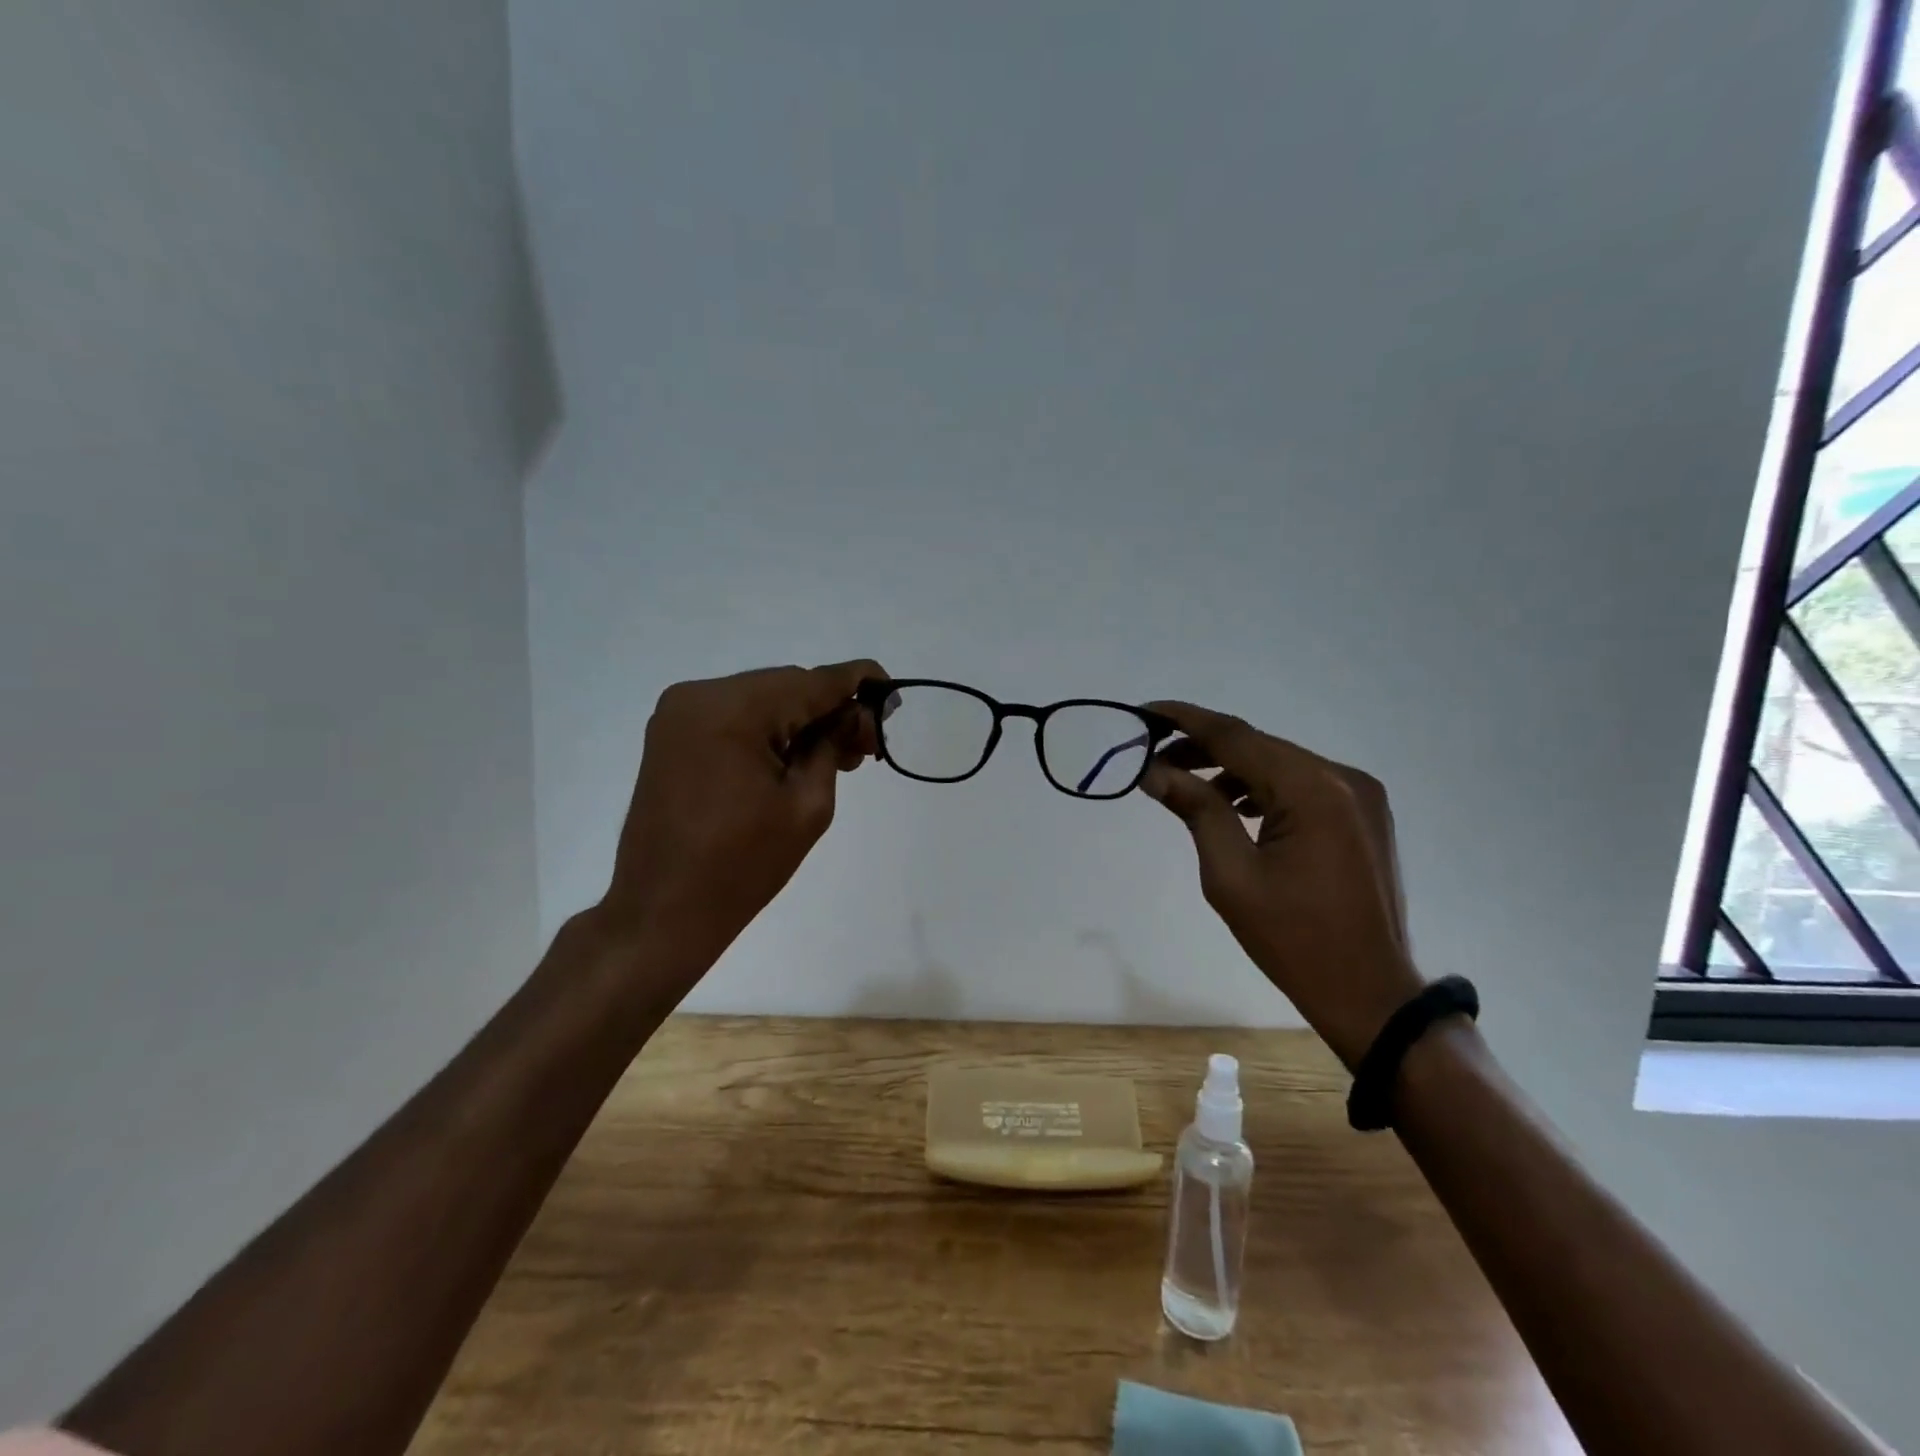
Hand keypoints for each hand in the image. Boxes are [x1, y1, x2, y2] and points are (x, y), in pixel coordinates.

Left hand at [598, 660, 885, 978]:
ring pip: (761, 699)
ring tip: (836, 758)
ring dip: (800, 721)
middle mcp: (699, 695)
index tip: (891, 693)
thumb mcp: (808, 805)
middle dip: (830, 710)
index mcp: (732, 709)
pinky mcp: (672, 736)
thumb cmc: (742, 866)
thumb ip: (835, 746)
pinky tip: (793, 758)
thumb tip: (856, 714)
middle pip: (785, 687)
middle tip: (865, 747)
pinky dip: (768, 730)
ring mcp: (678, 714)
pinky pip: (734, 716)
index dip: (858, 682)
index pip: (812, 681)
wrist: (662, 911)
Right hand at [1141, 701, 1424, 1068]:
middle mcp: (1343, 777)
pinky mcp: (1363, 814)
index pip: (1235, 736)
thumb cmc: (1293, 940)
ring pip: (1280, 764)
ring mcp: (1360, 795)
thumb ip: (1196, 810)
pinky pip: (1302, 785)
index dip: (1185, 720)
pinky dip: (1263, 788)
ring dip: (1231, 769)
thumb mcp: (1231, 876)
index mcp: (1312, 789)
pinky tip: (1233, 806)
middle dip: (1202, 746)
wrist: (1371, 995)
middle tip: (1152, 757)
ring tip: (1184, 785)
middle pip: (1258, 746)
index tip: (1144, 712)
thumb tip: (1154, 771)